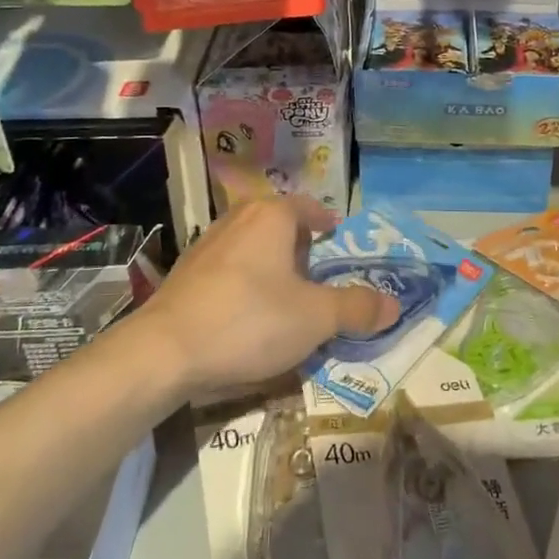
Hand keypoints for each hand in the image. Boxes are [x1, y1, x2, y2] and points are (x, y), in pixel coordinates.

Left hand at [136, 196, 399, 397]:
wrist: (164, 351)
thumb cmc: (249, 321)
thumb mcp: (315, 318)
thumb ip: (356, 308)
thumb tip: (394, 304)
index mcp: (271, 217)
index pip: (307, 207)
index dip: (325, 220)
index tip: (335, 234)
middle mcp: (237, 219)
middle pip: (276, 222)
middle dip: (298, 242)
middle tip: (315, 269)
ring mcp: (206, 245)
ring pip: (250, 244)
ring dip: (269, 262)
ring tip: (284, 292)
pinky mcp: (185, 274)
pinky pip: (227, 267)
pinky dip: (244, 280)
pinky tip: (247, 312)